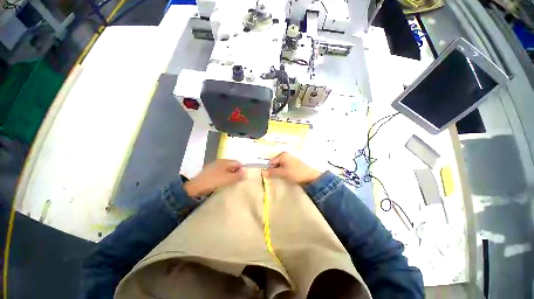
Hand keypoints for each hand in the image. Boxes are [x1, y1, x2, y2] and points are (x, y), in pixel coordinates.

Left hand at [183, 159, 244, 196]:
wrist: (196, 187)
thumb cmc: (214, 181)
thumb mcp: (228, 179)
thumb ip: (238, 175)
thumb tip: (245, 172)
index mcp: (225, 162)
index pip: (237, 163)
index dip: (242, 169)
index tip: (243, 177)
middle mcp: (220, 162)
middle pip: (232, 165)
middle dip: (237, 172)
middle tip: (239, 180)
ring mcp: (215, 166)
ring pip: (227, 169)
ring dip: (231, 174)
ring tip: (232, 182)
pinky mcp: (211, 171)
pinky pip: (221, 172)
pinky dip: (225, 176)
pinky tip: (224, 182)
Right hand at [265, 152, 321, 184]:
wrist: (311, 177)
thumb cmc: (295, 173)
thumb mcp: (282, 173)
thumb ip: (272, 172)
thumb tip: (262, 172)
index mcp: (282, 155)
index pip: (271, 162)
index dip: (269, 169)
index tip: (268, 177)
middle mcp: (286, 155)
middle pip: (275, 163)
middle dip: (273, 171)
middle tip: (273, 178)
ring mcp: (290, 160)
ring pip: (280, 166)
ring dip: (278, 172)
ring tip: (280, 178)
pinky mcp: (294, 165)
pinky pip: (285, 168)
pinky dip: (283, 172)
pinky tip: (285, 177)